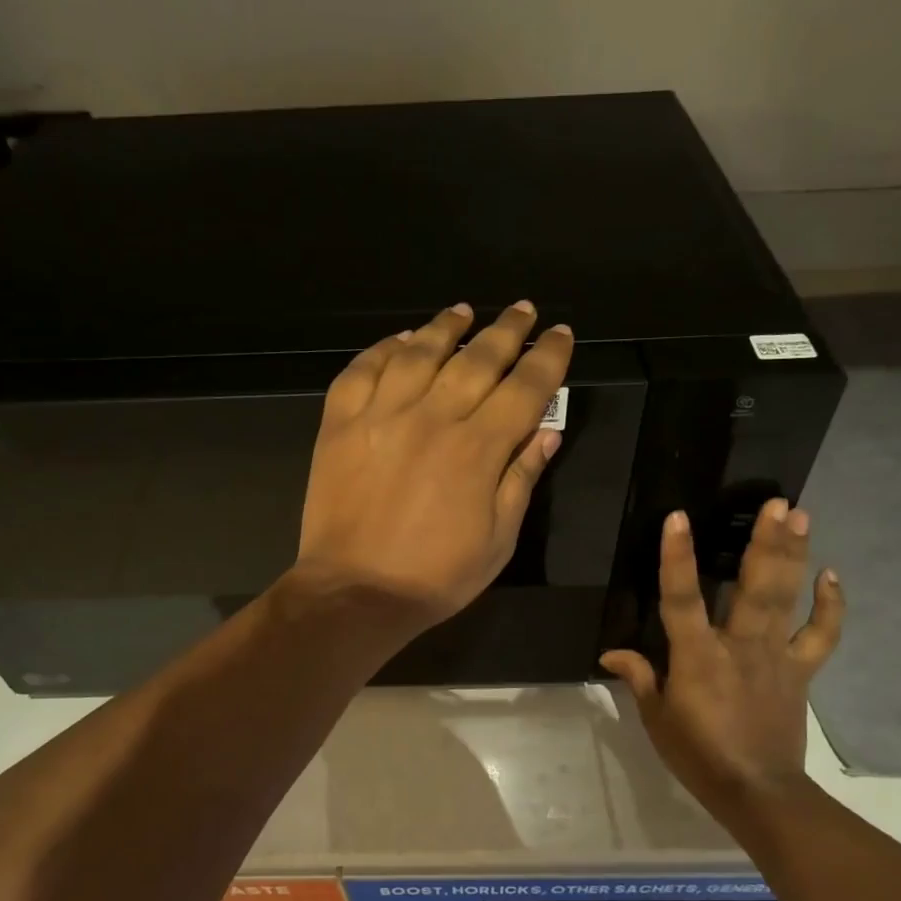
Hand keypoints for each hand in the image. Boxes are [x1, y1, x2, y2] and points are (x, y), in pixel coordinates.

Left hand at [293, 301, 573, 633]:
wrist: (355, 591)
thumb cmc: (436, 575)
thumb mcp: (499, 539)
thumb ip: (522, 478)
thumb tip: (547, 430)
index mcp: (478, 449)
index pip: (525, 388)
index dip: (548, 357)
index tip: (560, 334)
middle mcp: (432, 418)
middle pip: (477, 359)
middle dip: (506, 330)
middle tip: (522, 309)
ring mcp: (381, 416)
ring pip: (419, 353)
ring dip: (445, 327)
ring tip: (463, 311)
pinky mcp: (340, 424)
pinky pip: (362, 371)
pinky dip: (383, 349)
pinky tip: (401, 340)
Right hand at [600, 500, 843, 814]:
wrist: (758, 792)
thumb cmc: (698, 755)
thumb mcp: (657, 718)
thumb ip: (639, 677)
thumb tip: (610, 652)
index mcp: (698, 657)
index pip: (681, 599)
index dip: (677, 558)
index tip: (678, 517)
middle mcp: (740, 647)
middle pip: (755, 587)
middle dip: (766, 542)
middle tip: (778, 502)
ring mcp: (776, 657)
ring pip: (788, 600)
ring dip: (796, 556)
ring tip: (802, 517)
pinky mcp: (800, 672)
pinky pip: (820, 636)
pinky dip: (830, 607)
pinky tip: (831, 575)